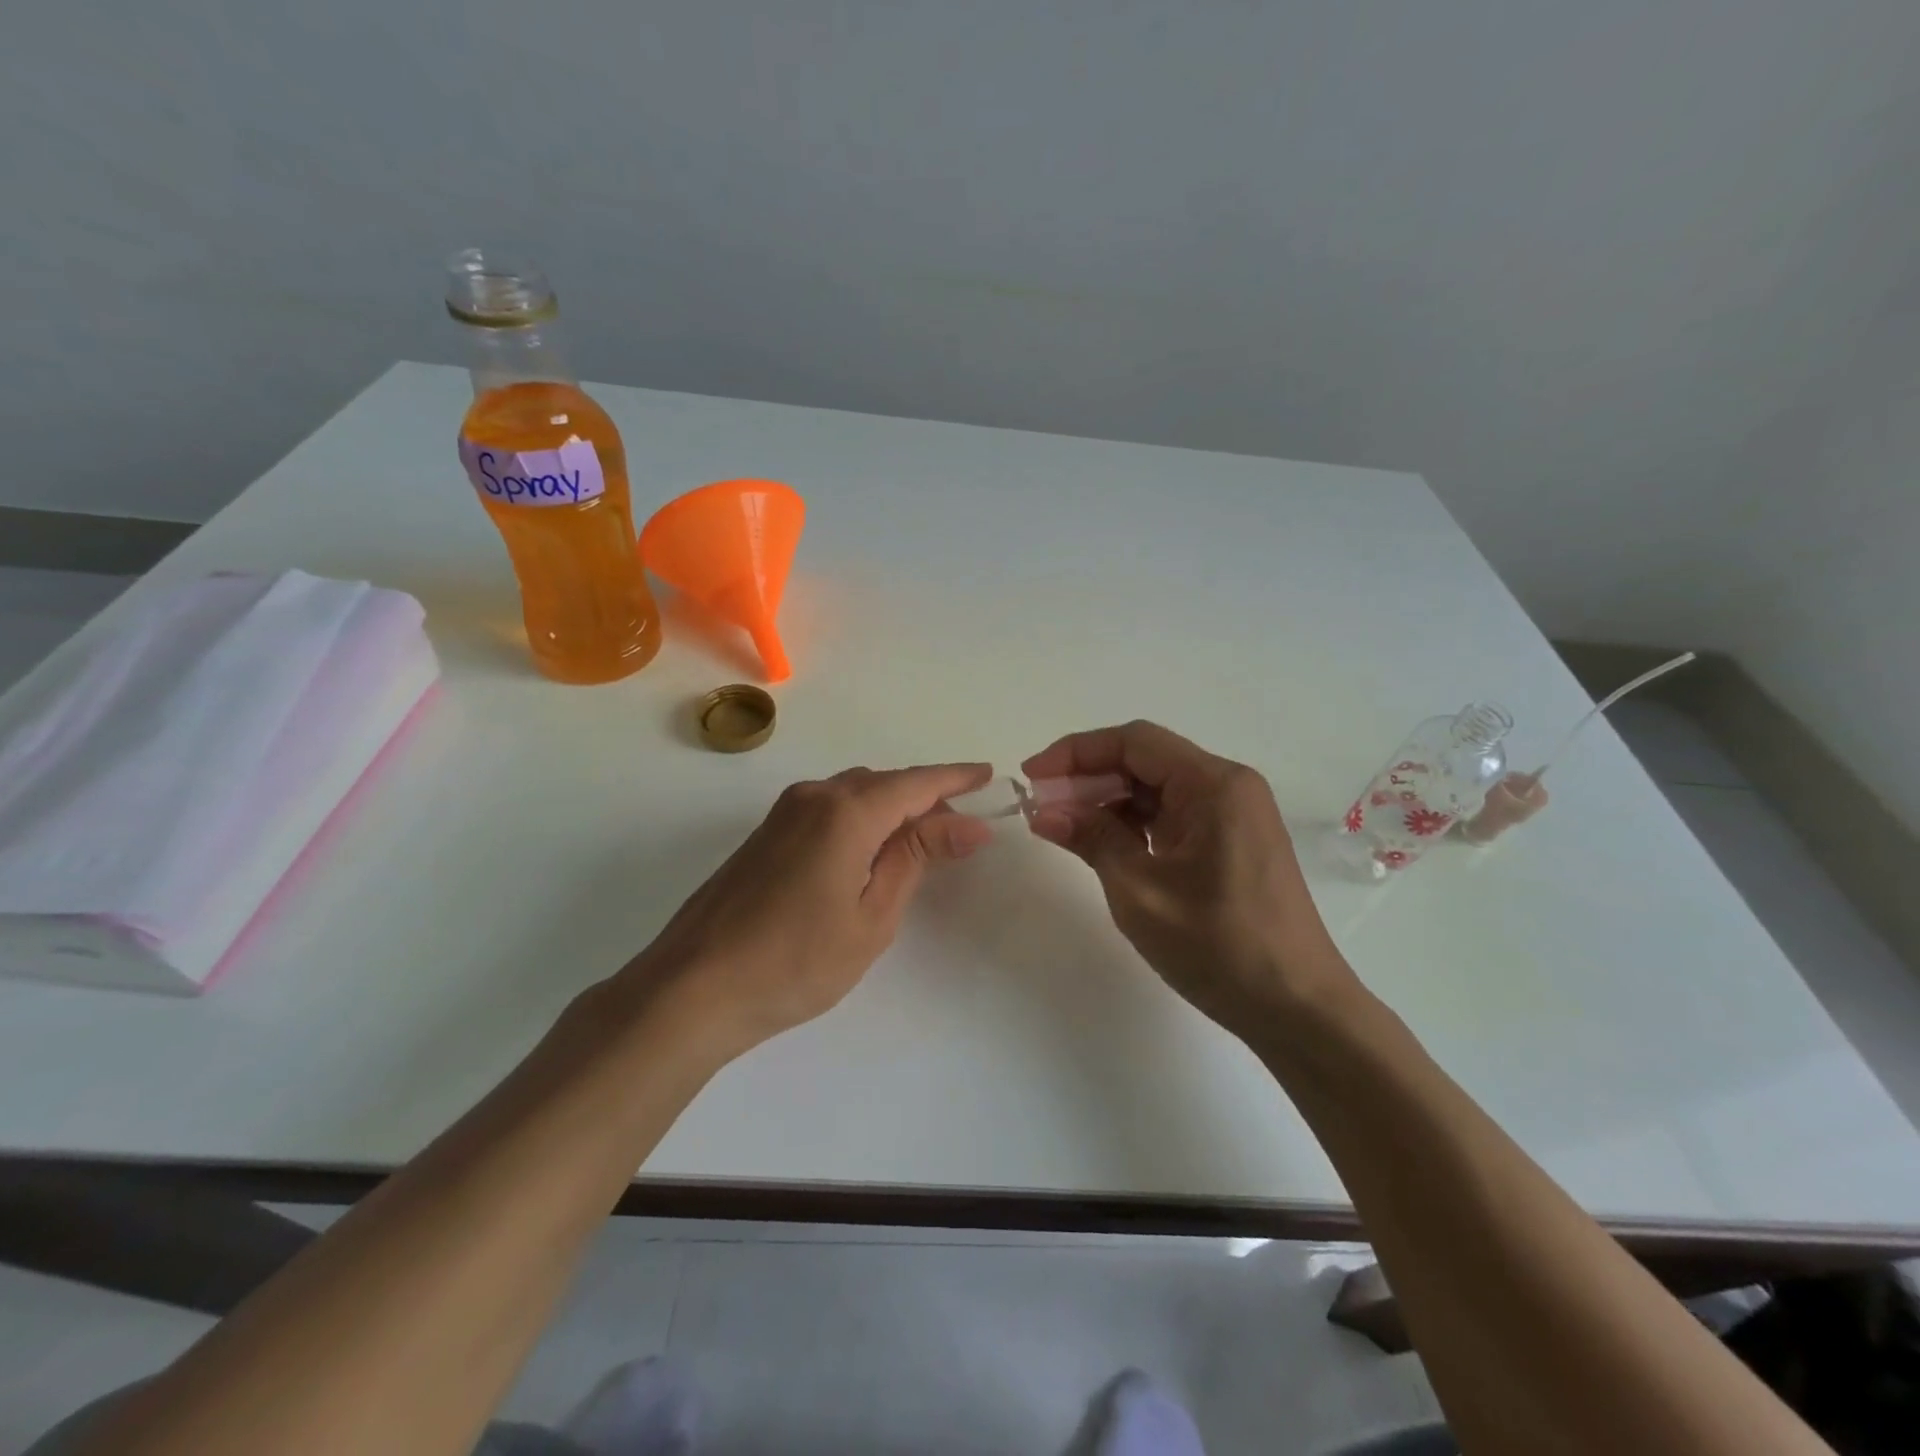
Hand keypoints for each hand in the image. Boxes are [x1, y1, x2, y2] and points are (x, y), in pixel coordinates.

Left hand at [620, 763, 994, 1062]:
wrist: (694, 987)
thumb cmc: (796, 961)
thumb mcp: (872, 914)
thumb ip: (917, 857)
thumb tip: (968, 823)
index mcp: (846, 812)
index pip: (916, 782)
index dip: (956, 778)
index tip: (989, 775)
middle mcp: (814, 796)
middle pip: (884, 783)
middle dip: (926, 796)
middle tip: (960, 828)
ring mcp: (784, 812)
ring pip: (854, 792)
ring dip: (892, 806)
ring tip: (920, 841)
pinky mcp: (766, 833)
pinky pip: (829, 807)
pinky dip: (861, 817)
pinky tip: (869, 850)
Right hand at [1023, 722, 1353, 1036]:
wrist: (1297, 1008)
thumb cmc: (1219, 946)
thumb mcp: (1140, 891)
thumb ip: (1092, 838)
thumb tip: (1045, 811)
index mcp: (1214, 785)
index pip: (1134, 742)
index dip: (1076, 752)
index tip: (1033, 775)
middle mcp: (1228, 786)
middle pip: (1145, 761)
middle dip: (1089, 777)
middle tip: (1043, 806)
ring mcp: (1234, 814)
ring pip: (1157, 788)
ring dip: (1109, 802)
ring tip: (1064, 827)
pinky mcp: (1232, 841)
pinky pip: (1174, 815)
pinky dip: (1135, 824)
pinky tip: (1105, 844)